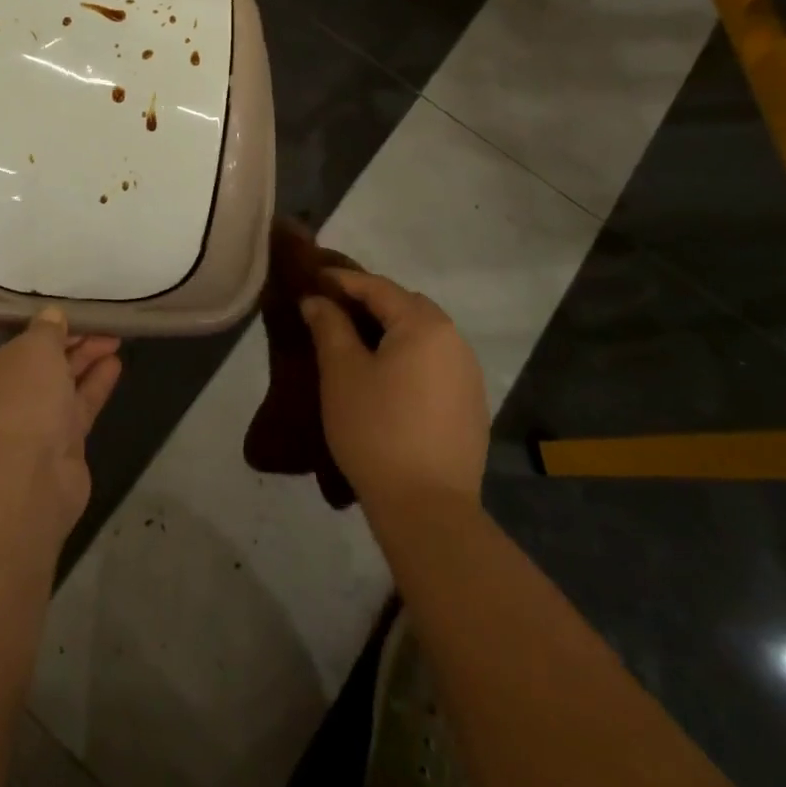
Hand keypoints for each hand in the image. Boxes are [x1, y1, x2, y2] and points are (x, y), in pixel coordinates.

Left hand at [0, 308, 121, 542]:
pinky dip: (94, 384)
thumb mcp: (33, 350)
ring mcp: (25, 423)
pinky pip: (76, 405)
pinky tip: (115, 361)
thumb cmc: (14, 404)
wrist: (25, 489)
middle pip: (19, 358)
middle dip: (51, 337)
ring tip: (110, 333)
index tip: (5, 306)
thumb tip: (51, 317)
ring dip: (79, 357)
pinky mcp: (56, 444)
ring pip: (53, 381)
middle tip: (83, 317)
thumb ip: (46, 329)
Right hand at [300, 270, 488, 509]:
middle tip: (334, 310)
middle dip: (370, 302)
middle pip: (407, 306)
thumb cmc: (376, 429)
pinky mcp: (471, 405)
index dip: (343, 280)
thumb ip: (329, 326)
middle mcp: (454, 341)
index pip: (378, 287)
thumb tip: (317, 300)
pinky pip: (435, 363)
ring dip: (392, 330)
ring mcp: (468, 375)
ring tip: (357, 343)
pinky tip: (387, 379)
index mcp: (424, 325)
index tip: (314, 277)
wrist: (427, 508)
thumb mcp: (341, 372)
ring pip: (424, 335)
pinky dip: (409, 357)